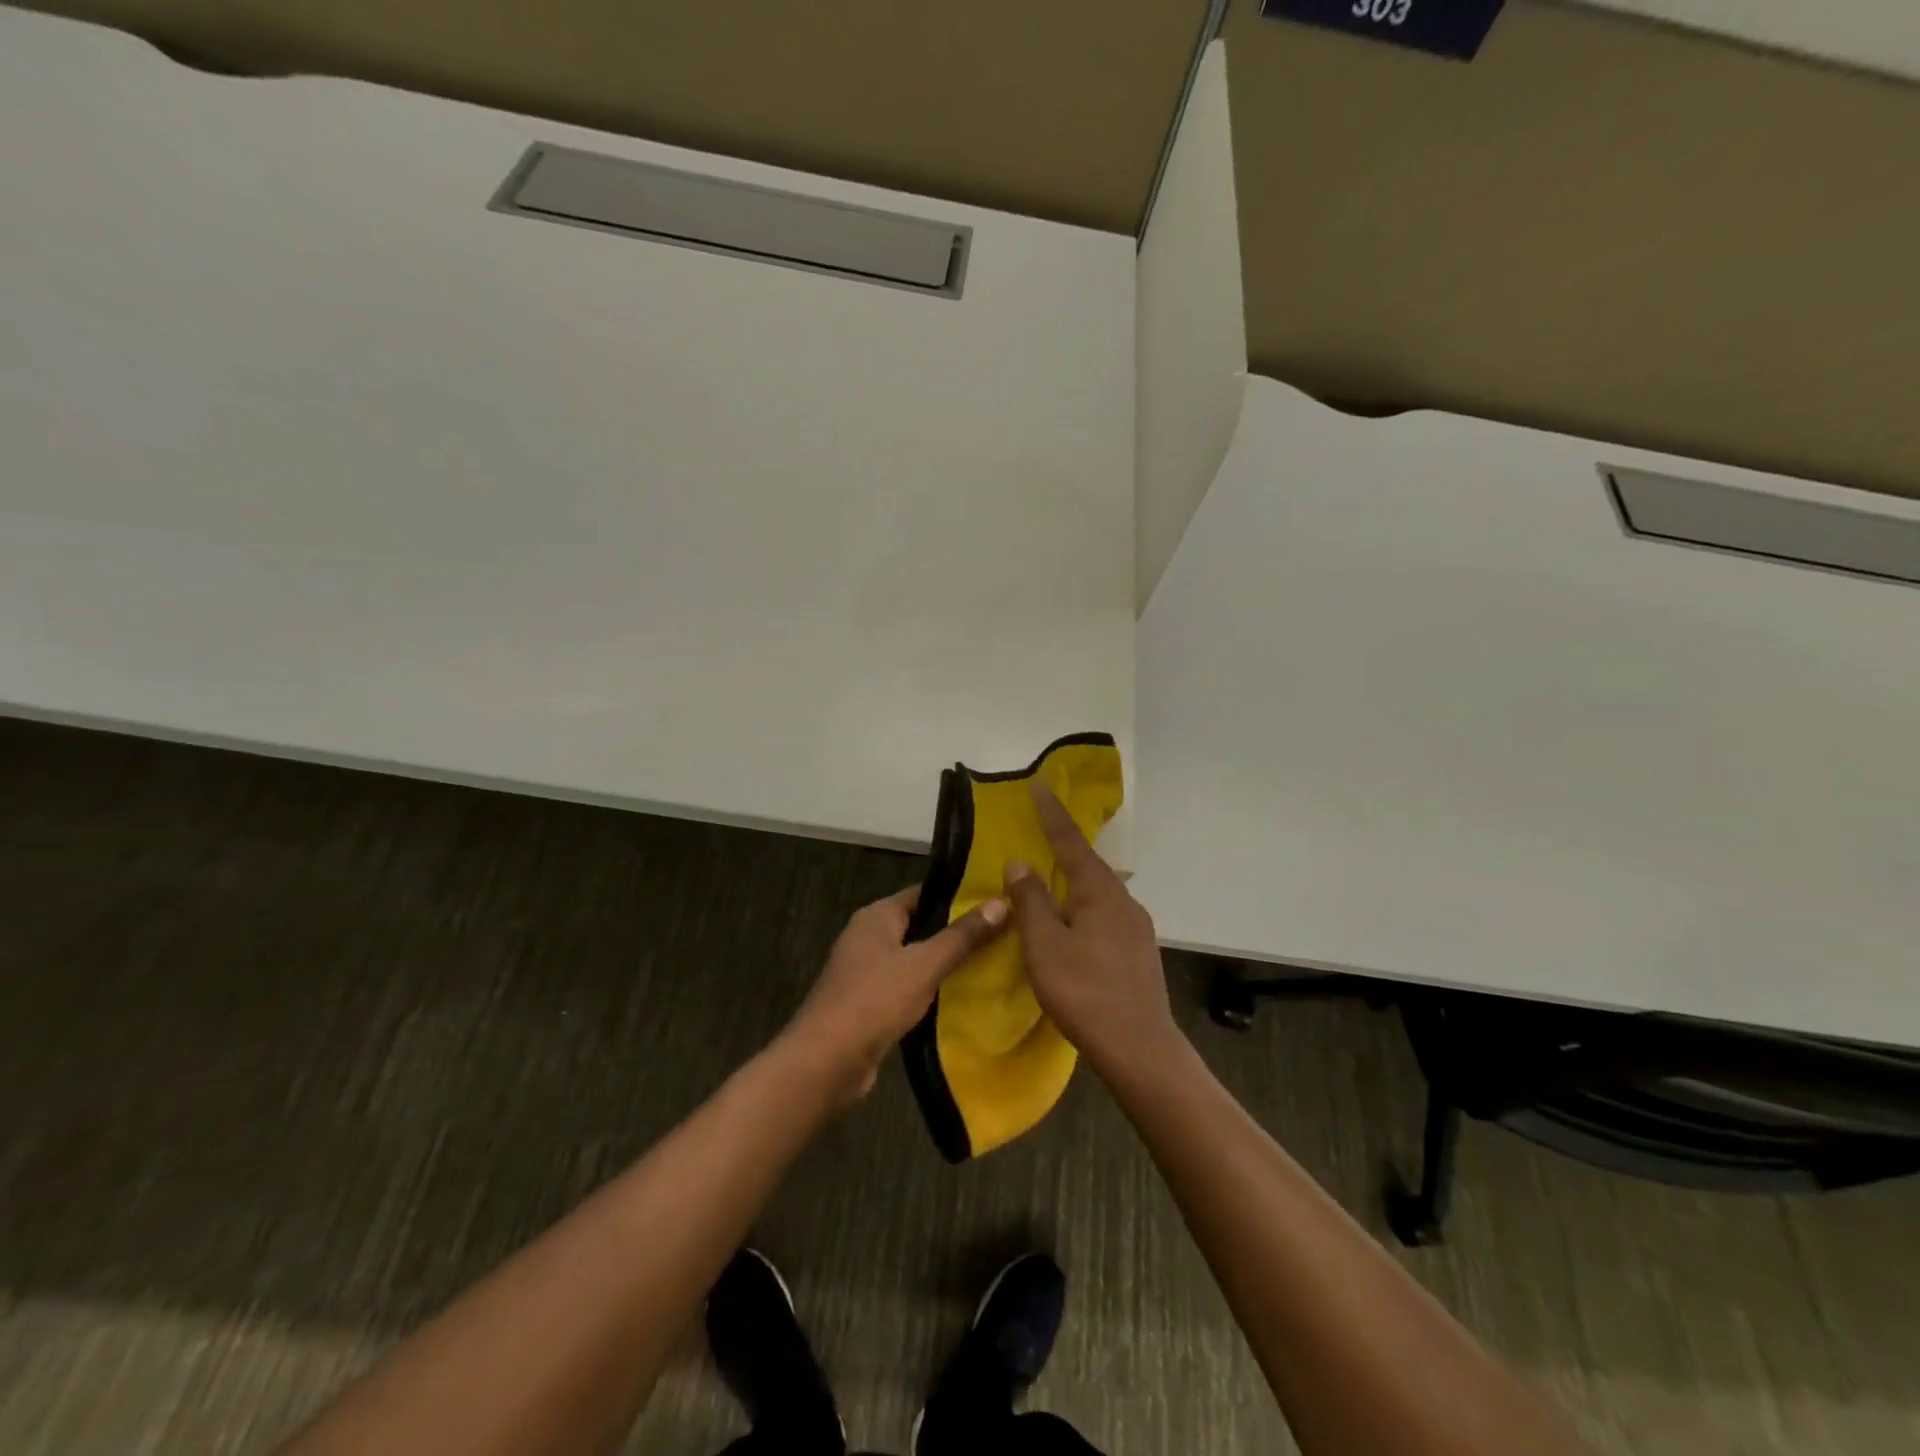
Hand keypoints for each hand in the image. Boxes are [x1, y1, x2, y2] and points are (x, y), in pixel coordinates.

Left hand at [786, 884, 1008, 1101]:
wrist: (826, 1061)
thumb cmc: (874, 1000)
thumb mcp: (925, 964)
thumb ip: (962, 936)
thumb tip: (1002, 902)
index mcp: (877, 916)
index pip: (924, 894)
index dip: (959, 897)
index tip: (997, 902)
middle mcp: (868, 937)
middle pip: (920, 926)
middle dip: (957, 933)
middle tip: (1003, 936)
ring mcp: (865, 972)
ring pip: (914, 959)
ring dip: (945, 964)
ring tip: (991, 965)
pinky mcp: (868, 1004)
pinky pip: (906, 988)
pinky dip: (930, 991)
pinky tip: (961, 999)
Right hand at [1004, 783, 1179, 1073]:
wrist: (1140, 1049)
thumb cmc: (1085, 991)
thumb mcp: (1045, 945)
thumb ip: (1031, 901)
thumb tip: (1020, 863)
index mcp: (1099, 892)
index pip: (1071, 842)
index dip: (1052, 814)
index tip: (1039, 785)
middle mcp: (1123, 901)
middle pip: (1089, 865)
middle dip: (1064, 848)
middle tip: (1040, 834)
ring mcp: (1136, 928)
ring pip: (1098, 893)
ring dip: (1073, 882)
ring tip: (1050, 883)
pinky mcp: (1138, 952)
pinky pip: (1105, 915)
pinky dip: (1082, 908)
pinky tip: (1072, 927)